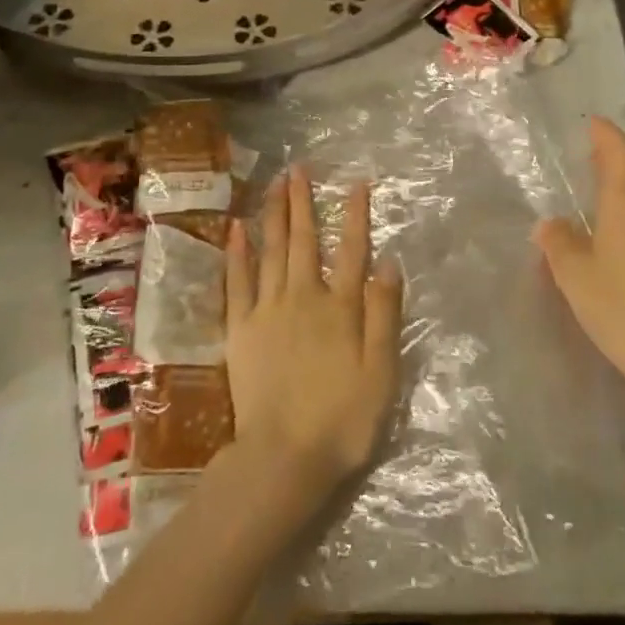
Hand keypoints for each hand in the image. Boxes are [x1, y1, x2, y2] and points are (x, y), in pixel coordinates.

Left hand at [224, 166, 402, 499]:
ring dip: (273, 214)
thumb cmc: (343, 420)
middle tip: (298, 167)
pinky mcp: (240, 328)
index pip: (352, 250)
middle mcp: (303, 297)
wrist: (284, 456)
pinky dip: (237, 252)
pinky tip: (236, 228)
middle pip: (305, 240)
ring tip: (274, 184)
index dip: (355, 215)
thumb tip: (388, 261)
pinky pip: (237, 280)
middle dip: (303, 201)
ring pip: (271, 250)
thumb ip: (384, 314)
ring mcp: (268, 309)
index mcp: (340, 307)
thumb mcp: (381, 372)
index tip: (356, 182)